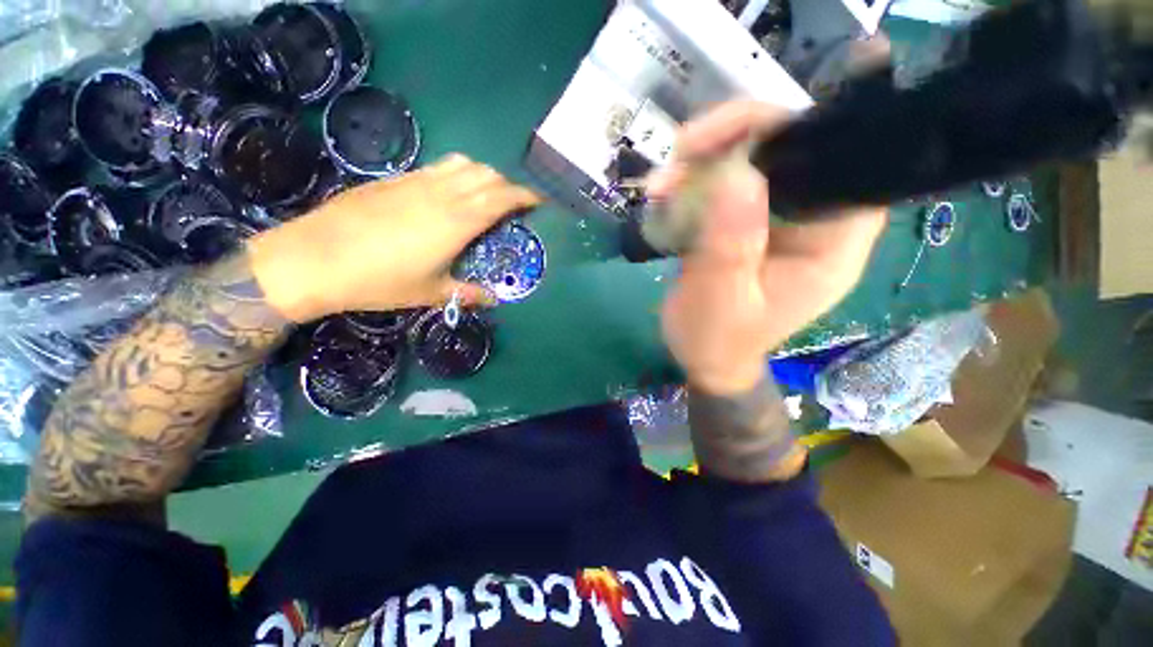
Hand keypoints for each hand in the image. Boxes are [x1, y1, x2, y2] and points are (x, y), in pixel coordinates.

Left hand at [246, 154, 541, 321]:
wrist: (314, 259)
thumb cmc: (379, 280)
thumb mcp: (430, 292)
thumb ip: (467, 294)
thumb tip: (492, 299)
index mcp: (457, 221)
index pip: (502, 197)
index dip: (525, 196)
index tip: (539, 202)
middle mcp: (442, 194)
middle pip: (487, 175)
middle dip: (508, 185)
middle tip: (513, 205)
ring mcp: (416, 181)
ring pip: (463, 164)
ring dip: (483, 175)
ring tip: (485, 195)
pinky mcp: (395, 179)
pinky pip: (438, 167)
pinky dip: (457, 174)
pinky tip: (450, 194)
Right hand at [653, 102, 887, 394]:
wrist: (704, 357)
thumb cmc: (716, 340)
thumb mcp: (720, 302)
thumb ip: (730, 248)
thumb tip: (735, 176)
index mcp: (831, 244)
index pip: (844, 163)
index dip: (800, 131)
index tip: (739, 131)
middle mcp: (814, 220)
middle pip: (794, 147)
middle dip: (736, 137)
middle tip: (683, 151)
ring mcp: (778, 216)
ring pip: (754, 158)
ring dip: (705, 159)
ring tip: (662, 182)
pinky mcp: (748, 219)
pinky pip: (726, 181)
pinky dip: (693, 179)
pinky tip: (666, 193)